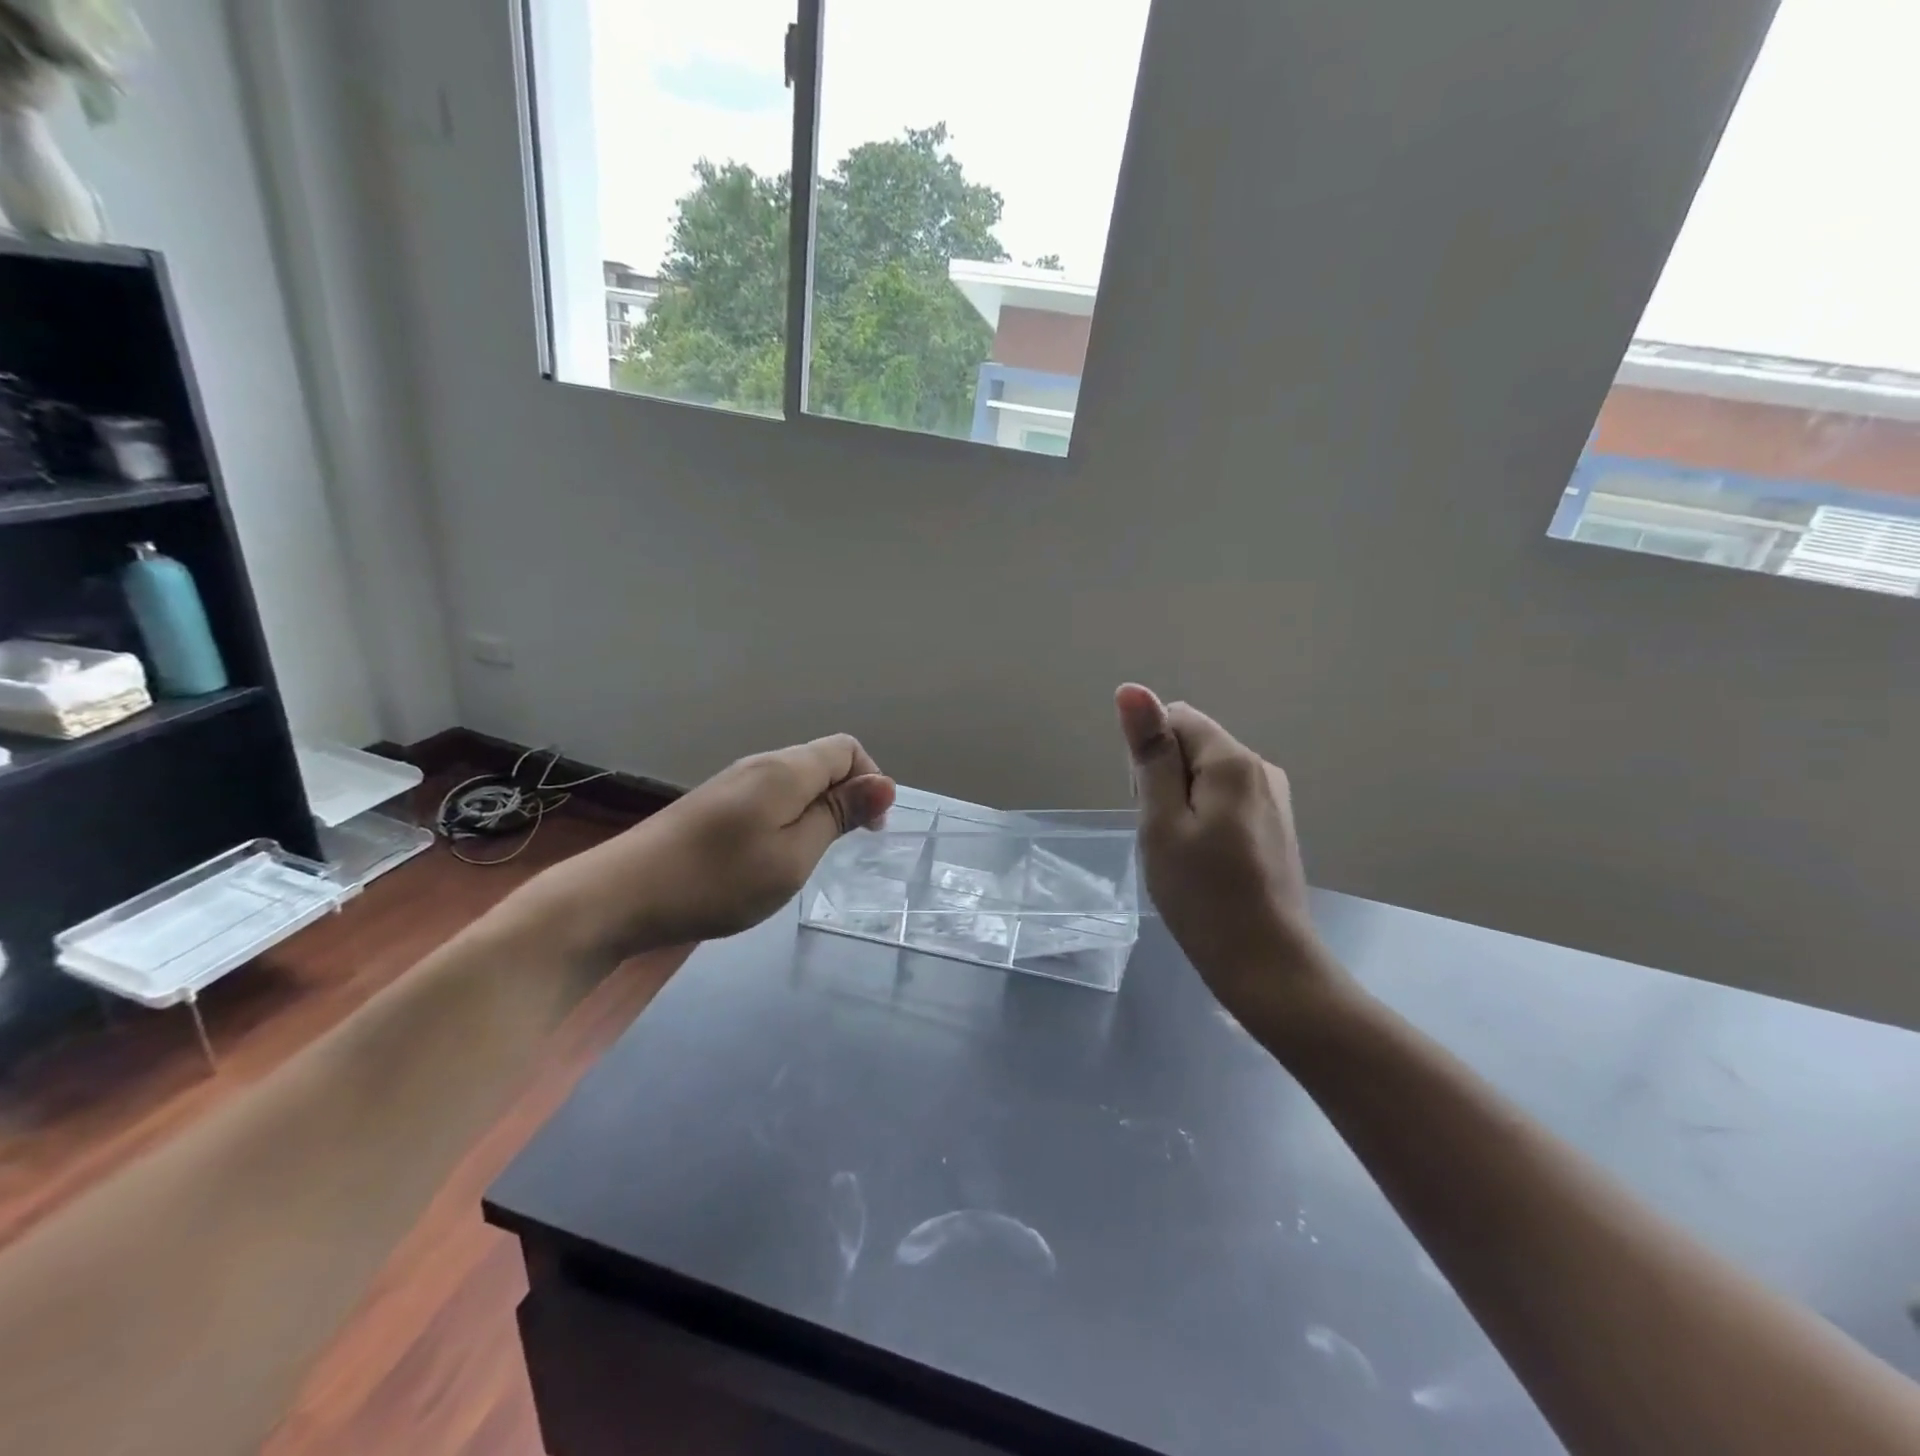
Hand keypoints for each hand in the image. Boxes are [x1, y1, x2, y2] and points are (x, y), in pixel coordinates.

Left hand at [539, 735, 895, 957]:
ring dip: (815, 811)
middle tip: (839, 850)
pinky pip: (769, 797)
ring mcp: (732, 783)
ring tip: (805, 858)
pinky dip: (787, 819)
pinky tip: (769, 857)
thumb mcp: (793, 856)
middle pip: (821, 761)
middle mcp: (760, 764)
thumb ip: (838, 816)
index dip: (870, 781)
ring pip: (795, 782)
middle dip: (845, 797)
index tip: (868, 831)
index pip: (847, 748)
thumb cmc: (718, 880)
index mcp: (785, 770)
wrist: (620, 896)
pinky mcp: (713, 804)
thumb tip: (884, 783)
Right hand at [1116, 684, 1344, 1030]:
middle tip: (1163, 836)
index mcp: (1234, 761)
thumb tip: (1132, 690)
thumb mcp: (1161, 822)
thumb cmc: (1203, 895)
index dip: (1149, 756)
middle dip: (1165, 779)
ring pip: (1206, 775)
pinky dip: (1203, 820)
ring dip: (1181, 803)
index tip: (1148, 805)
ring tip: (1182, 854)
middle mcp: (1261, 768)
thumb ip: (1150, 754)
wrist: (1266, 965)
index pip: (1175, 719)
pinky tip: (1204, 862)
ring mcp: (1274, 798)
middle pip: (1192, 745)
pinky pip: (1225, 800)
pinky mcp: (1275, 825)